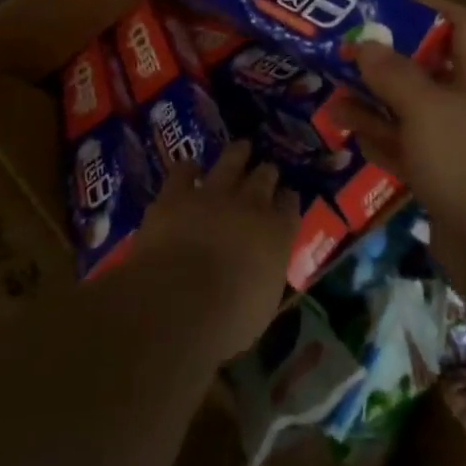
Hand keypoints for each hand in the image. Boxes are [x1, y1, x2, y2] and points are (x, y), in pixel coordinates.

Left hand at [128, 140, 299, 356]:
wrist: (179, 302)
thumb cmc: (229, 319)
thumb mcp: (263, 304)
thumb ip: (267, 276)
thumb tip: (263, 271)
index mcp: (277, 233)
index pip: (290, 206)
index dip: (289, 200)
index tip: (288, 196)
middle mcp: (250, 205)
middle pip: (265, 178)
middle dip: (267, 173)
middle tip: (267, 169)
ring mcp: (212, 194)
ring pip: (231, 162)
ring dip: (237, 155)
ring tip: (242, 147)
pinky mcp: (175, 195)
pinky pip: (183, 171)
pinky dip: (188, 168)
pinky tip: (189, 167)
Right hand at [330, 0, 465, 247]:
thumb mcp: (426, 108)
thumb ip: (393, 74)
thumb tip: (366, 44)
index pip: (463, 25)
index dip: (433, 7)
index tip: (391, 4)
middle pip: (428, 70)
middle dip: (387, 60)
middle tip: (345, 53)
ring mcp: (455, 145)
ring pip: (410, 113)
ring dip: (375, 102)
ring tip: (333, 95)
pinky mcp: (441, 180)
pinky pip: (405, 150)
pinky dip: (379, 140)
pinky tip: (350, 133)